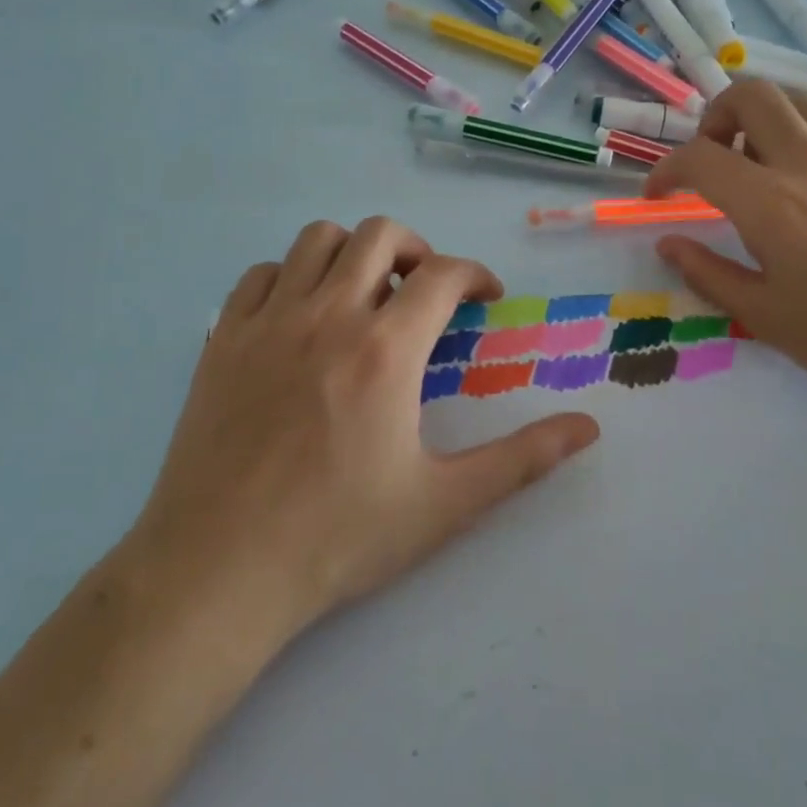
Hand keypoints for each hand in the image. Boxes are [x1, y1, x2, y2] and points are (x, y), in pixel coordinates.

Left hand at [133, 217, 599, 646]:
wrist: (218, 571)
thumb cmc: (337, 537)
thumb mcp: (444, 503)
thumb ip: (521, 458)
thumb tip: (588, 428)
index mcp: (386, 350)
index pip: (443, 275)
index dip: (475, 274)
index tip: (486, 296)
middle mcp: (328, 316)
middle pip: (379, 235)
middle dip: (416, 250)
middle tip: (426, 292)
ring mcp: (269, 321)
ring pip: (317, 239)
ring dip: (353, 253)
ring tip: (366, 295)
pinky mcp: (223, 338)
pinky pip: (262, 274)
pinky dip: (292, 277)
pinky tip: (302, 318)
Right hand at [645, 80, 806, 420]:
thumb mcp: (763, 316)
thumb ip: (707, 273)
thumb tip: (668, 244)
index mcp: (770, 204)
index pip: (699, 157)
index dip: (665, 170)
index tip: (659, 195)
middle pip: (752, 94)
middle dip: (716, 115)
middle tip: (714, 157)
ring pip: (798, 102)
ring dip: (764, 120)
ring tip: (760, 165)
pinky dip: (806, 138)